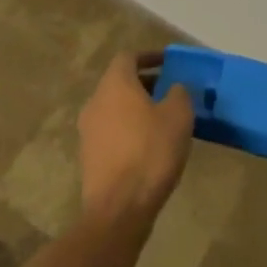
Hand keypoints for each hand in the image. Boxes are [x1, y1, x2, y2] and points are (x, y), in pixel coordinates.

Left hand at [77, 51, 194, 225]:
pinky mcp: (88, 158)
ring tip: (162, 121)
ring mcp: (88, 131)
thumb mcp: (178, 116)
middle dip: (145, 83)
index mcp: (115, 84)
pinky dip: (128, 131)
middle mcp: (95, 101)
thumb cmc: (150, 152)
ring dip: (136, 108)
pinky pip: (110, 132)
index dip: (149, 56)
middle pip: (119, 82)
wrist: (118, 210)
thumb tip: (174, 87)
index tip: (168, 64)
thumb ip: (179, 93)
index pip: (128, 57)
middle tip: (169, 92)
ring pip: (114, 108)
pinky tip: (147, 147)